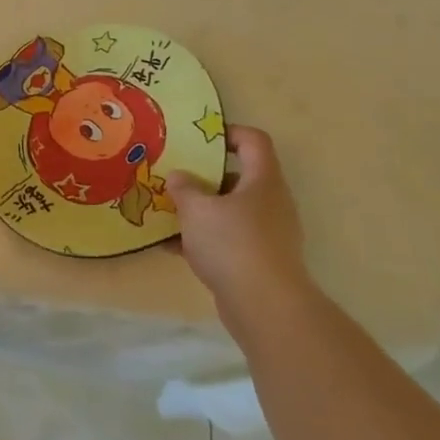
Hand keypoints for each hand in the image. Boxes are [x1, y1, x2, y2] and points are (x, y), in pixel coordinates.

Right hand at [166, 125, 311, 329]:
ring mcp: (268, 234)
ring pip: (230, 210)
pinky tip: (172, 246)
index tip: (198, 140)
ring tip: (168, 211)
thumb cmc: (232, 244)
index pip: (254, 141)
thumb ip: (183, 188)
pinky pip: (228, 239)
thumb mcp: (196, 209)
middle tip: (175, 177)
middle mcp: (271, 203)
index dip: (227, 133)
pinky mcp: (259, 261)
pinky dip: (203, 239)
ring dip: (201, 210)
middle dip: (204, 177)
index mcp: (263, 181)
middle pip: (239, 177)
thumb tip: (179, 177)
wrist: (265, 307)